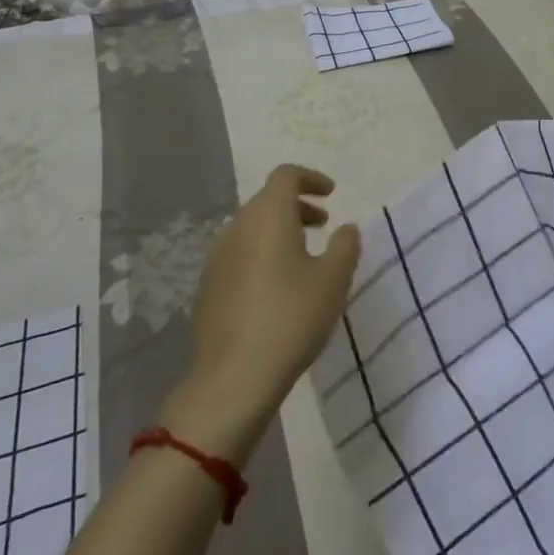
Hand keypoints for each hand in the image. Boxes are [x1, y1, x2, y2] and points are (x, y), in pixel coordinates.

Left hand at [164, 165, 360, 455]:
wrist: (234, 378)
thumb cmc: (291, 318)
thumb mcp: (334, 279)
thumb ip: (345, 245)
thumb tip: (345, 228)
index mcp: (269, 215)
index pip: (286, 175)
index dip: (310, 178)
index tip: (331, 194)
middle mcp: (238, 227)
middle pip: (267, 200)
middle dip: (297, 206)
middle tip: (323, 225)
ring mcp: (217, 257)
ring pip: (251, 228)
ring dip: (278, 230)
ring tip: (302, 256)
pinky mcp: (208, 287)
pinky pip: (238, 254)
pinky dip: (260, 254)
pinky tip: (275, 287)